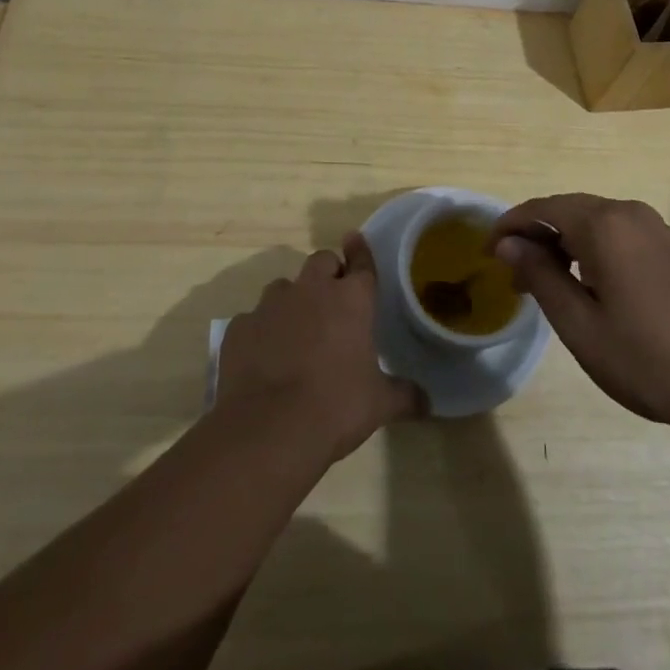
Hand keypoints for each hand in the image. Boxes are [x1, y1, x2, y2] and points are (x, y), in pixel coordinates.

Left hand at [216, 235, 421, 462]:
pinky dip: (261, 331)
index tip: (356, 239)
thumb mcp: (379, 404)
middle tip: (332, 299)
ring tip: (296, 331)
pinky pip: (253, 319)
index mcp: (351, 299)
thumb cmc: (335, 407)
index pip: (361, 262)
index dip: (360, 250)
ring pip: (284, 286)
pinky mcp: (240, 327)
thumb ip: (405, 396)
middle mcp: (311, 290)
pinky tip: (263, 357)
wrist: (269, 430)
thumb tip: (429, 402)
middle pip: (321, 261)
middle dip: (328, 272)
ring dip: (293, 300)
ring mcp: (271, 305)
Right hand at [491, 194, 669, 436]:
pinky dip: (591, 248)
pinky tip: (589, 284)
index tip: (487, 254)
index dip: (509, 226)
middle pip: (566, 209)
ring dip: (563, 242)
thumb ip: (540, 277)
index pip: (541, 208)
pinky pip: (617, 232)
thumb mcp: (582, 327)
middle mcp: (628, 213)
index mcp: (603, 225)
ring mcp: (655, 227)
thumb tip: (507, 244)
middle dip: (534, 235)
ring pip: (593, 220)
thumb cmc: (651, 360)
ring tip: (546, 284)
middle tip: (513, 275)